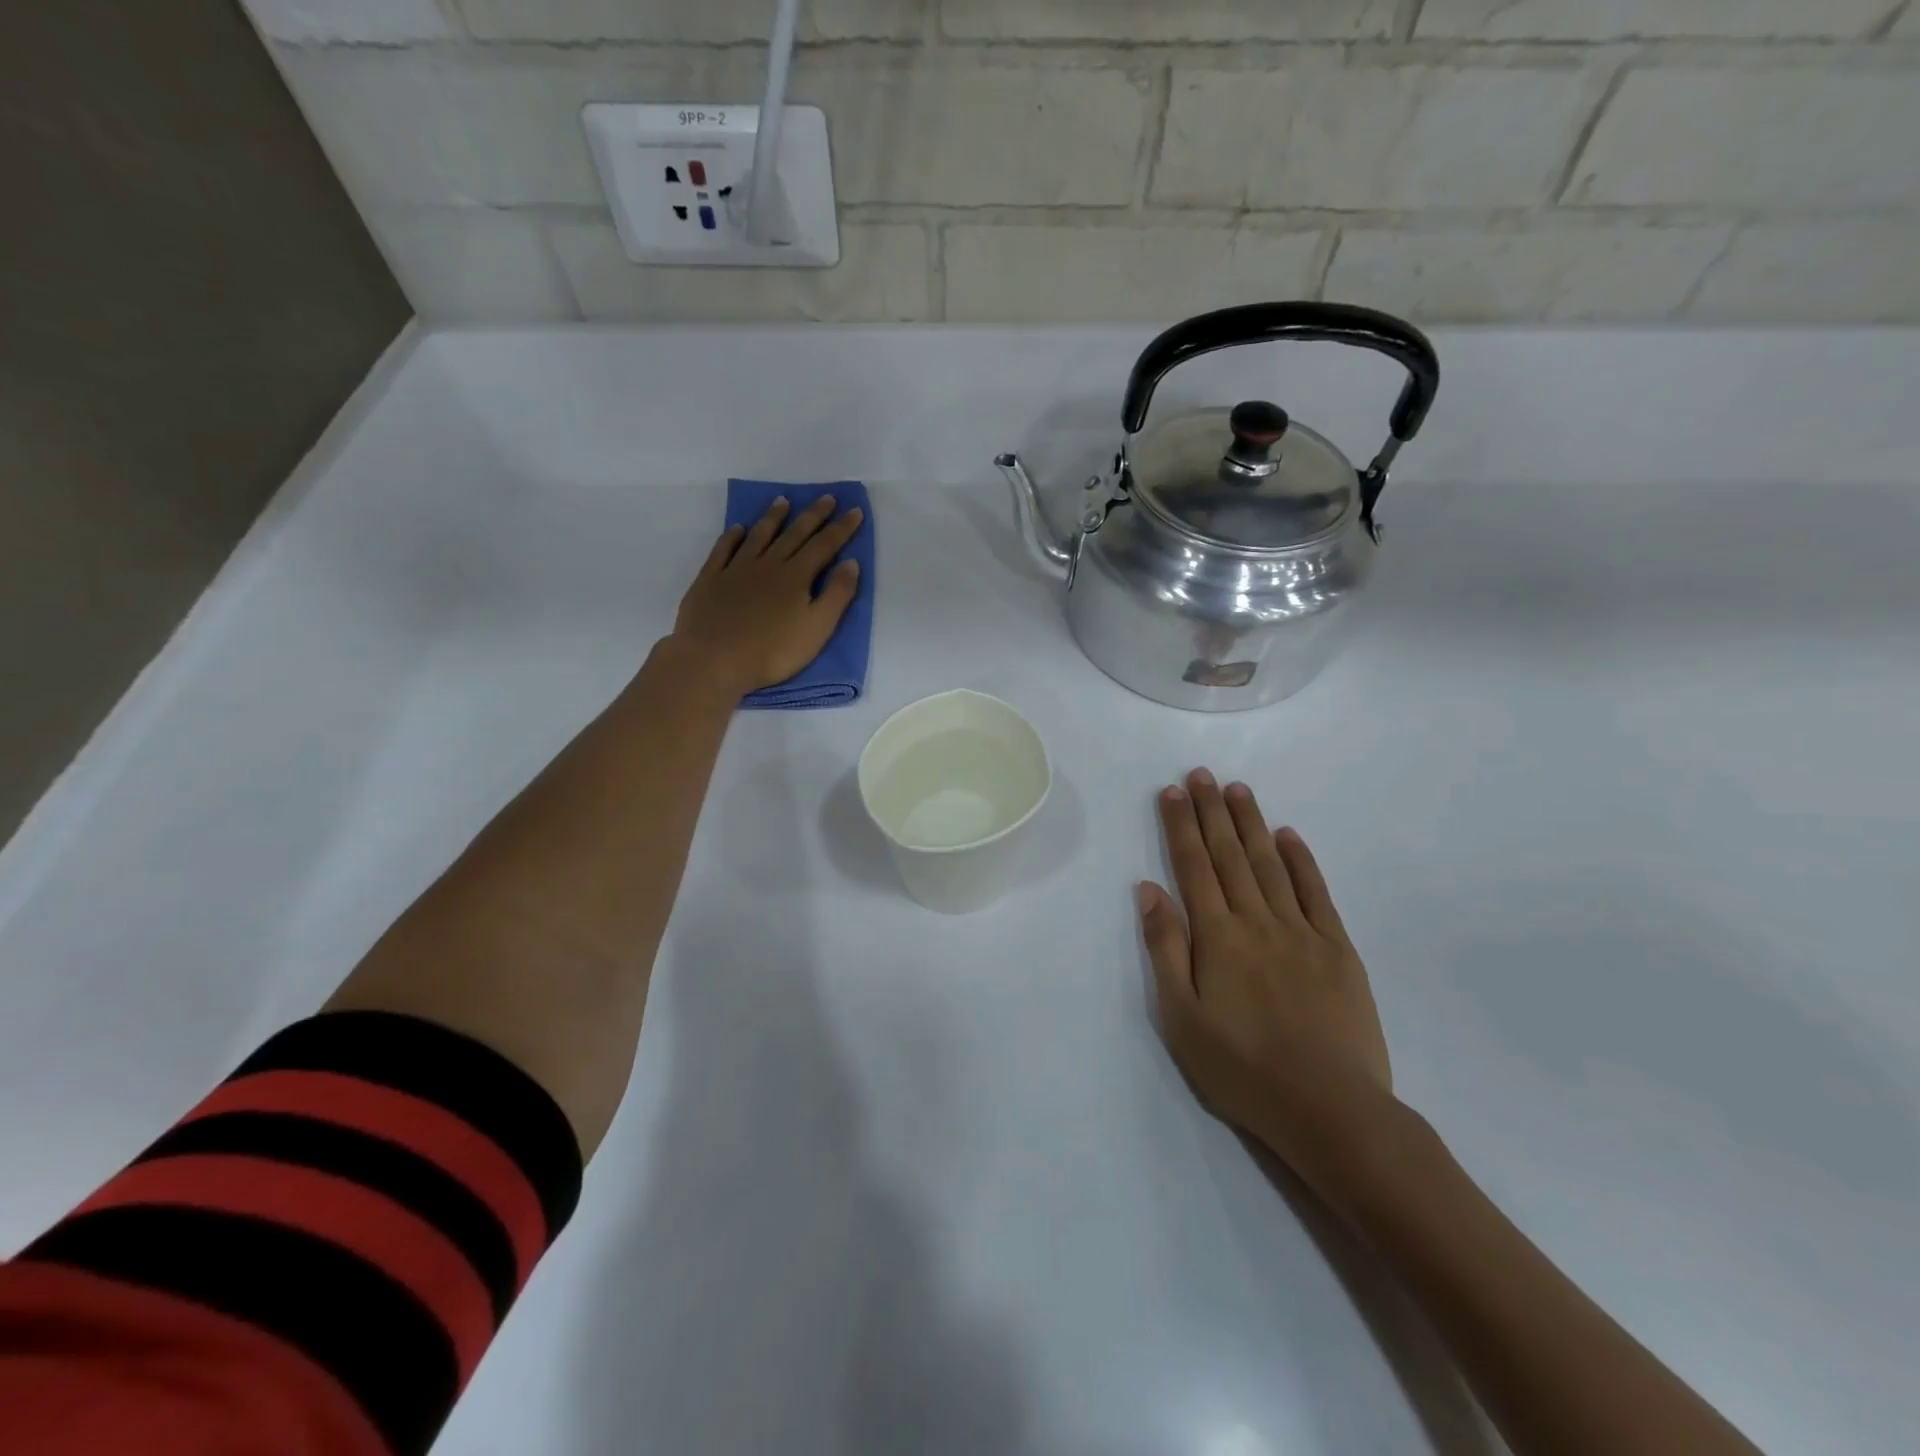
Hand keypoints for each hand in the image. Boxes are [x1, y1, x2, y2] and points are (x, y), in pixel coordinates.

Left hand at [670, 495, 863, 693]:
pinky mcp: (710, 579)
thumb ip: (836, 595)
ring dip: (773, 517)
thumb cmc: (772, 651)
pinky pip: (723, 550)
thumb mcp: (817, 629)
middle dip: (813, 515)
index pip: (824, 545)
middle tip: (826, 498)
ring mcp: (736, 569)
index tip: (854, 511)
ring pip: (759, 535)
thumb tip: (851, 563)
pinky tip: (738, 529)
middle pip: (794, 534)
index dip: (841, 529)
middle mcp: (768, 564)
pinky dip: (732, 536)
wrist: (714, 659)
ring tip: (783, 501)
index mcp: (796, 576)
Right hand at [1139, 769, 1393, 1182]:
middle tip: (1201, 774)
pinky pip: (1316, 893)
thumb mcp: (1181, 1018)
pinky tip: (1289, 836)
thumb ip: (1164, 949)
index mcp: (1216, 937)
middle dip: (1212, 811)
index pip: (1193, 866)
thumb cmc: (1242, 1069)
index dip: (1181, 826)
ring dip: (1251, 824)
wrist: (1331, 1109)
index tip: (1172, 791)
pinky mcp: (1338, 950)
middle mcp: (1257, 921)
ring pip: (1270, 864)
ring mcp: (1302, 932)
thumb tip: (1148, 890)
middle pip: (1229, 855)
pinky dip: (1301, 861)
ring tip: (1238, 790)